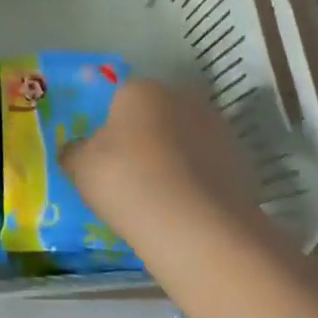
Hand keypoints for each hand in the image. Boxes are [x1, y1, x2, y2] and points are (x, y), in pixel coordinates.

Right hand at [62, 78, 267, 246]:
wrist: (198, 227)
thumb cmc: (128, 182)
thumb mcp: (81, 168)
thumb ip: (75, 152)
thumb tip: (76, 150)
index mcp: (140, 89)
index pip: (120, 96)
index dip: (110, 124)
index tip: (104, 155)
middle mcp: (182, 98)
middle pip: (157, 114)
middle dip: (146, 137)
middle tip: (130, 173)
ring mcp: (218, 130)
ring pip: (186, 140)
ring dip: (175, 159)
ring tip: (159, 198)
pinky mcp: (242, 164)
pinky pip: (208, 168)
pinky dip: (198, 183)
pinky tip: (185, 211)